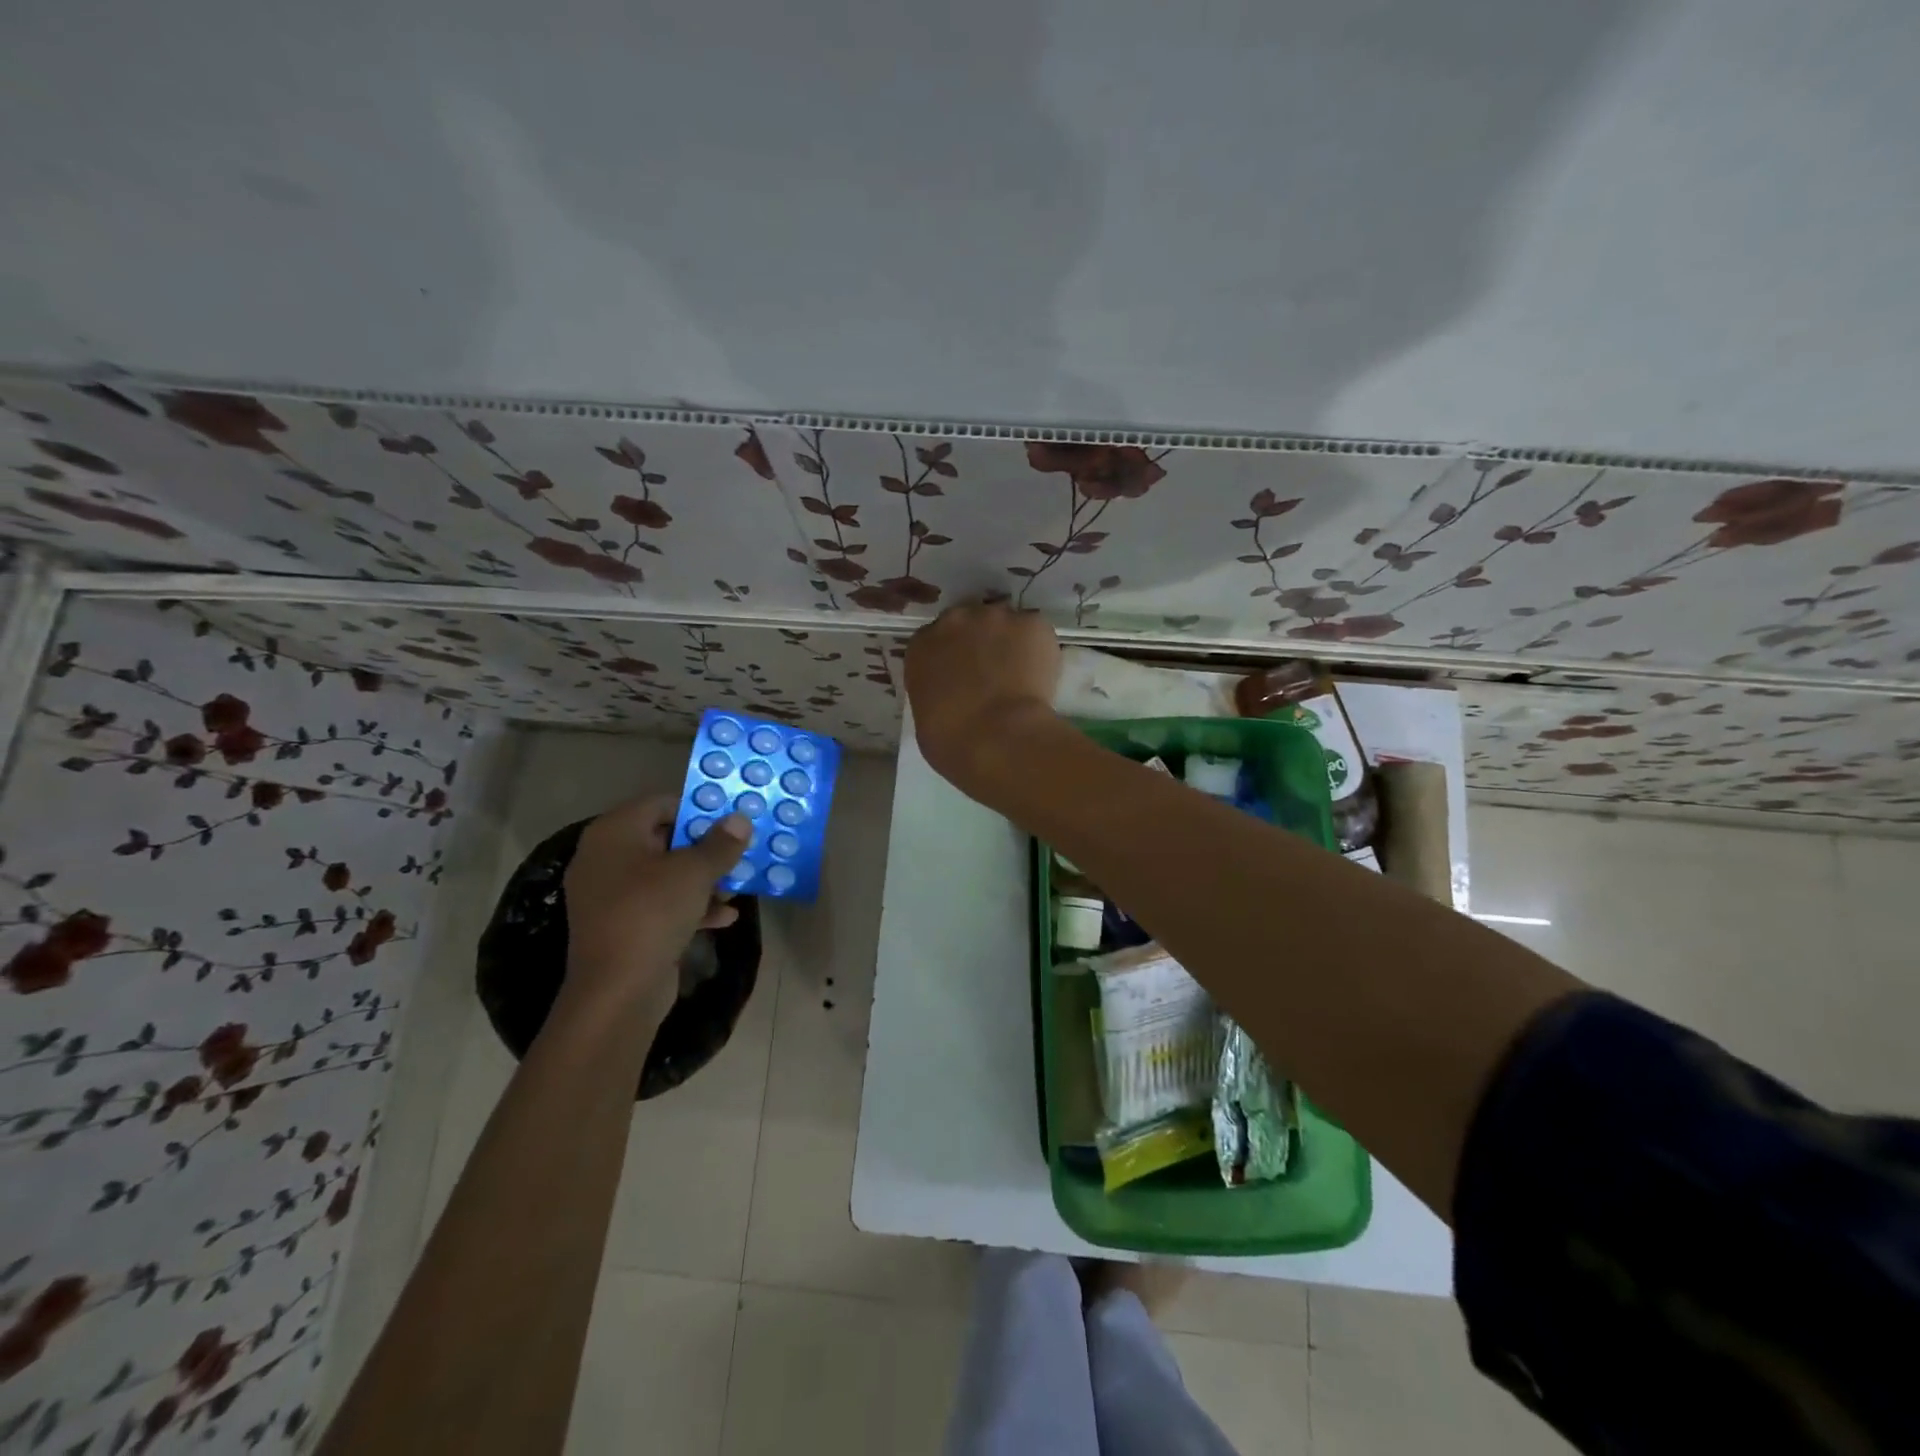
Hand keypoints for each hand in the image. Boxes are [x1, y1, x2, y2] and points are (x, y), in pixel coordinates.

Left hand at [561, 797, 747, 1020]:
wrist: (617, 991)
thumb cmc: (652, 913)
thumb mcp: (695, 872)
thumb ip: (720, 843)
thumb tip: (740, 819)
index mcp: (614, 834)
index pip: (660, 803)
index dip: (697, 809)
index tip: (730, 821)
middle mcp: (605, 858)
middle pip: (663, 840)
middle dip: (704, 848)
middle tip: (738, 853)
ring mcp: (610, 896)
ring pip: (664, 875)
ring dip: (702, 880)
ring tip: (736, 889)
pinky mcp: (621, 926)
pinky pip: (659, 905)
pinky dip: (689, 907)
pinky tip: (724, 917)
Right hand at [905, 602, 1062, 794]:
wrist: (996, 738)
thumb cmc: (951, 741)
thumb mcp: (925, 717)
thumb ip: (936, 692)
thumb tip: (953, 695)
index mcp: (922, 645)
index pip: (935, 640)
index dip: (952, 656)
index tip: (962, 675)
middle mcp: (955, 621)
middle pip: (970, 622)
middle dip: (980, 642)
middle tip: (993, 674)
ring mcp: (995, 617)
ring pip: (1005, 624)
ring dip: (1010, 642)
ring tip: (1021, 674)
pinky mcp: (1032, 624)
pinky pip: (1036, 632)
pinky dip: (1039, 649)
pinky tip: (1039, 675)